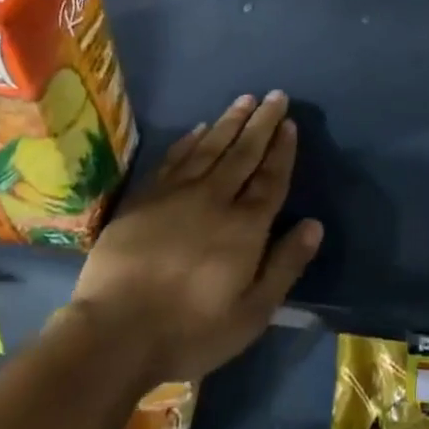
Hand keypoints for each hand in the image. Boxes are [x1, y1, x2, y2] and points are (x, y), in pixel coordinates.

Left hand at [69, 91, 322, 383]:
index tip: (290, 124)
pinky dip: (189, 140)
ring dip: (230, 121)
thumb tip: (314, 225)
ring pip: (209, 147)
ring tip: (245, 99)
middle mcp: (214, 199)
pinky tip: (199, 127)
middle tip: (275, 96)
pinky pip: (173, 159)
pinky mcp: (144, 198)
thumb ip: (285, 265)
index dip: (282, 150)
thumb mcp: (251, 313)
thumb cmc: (190, 330)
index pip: (270, 179)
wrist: (114, 333)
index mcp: (245, 226)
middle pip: (243, 153)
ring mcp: (176, 195)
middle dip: (262, 123)